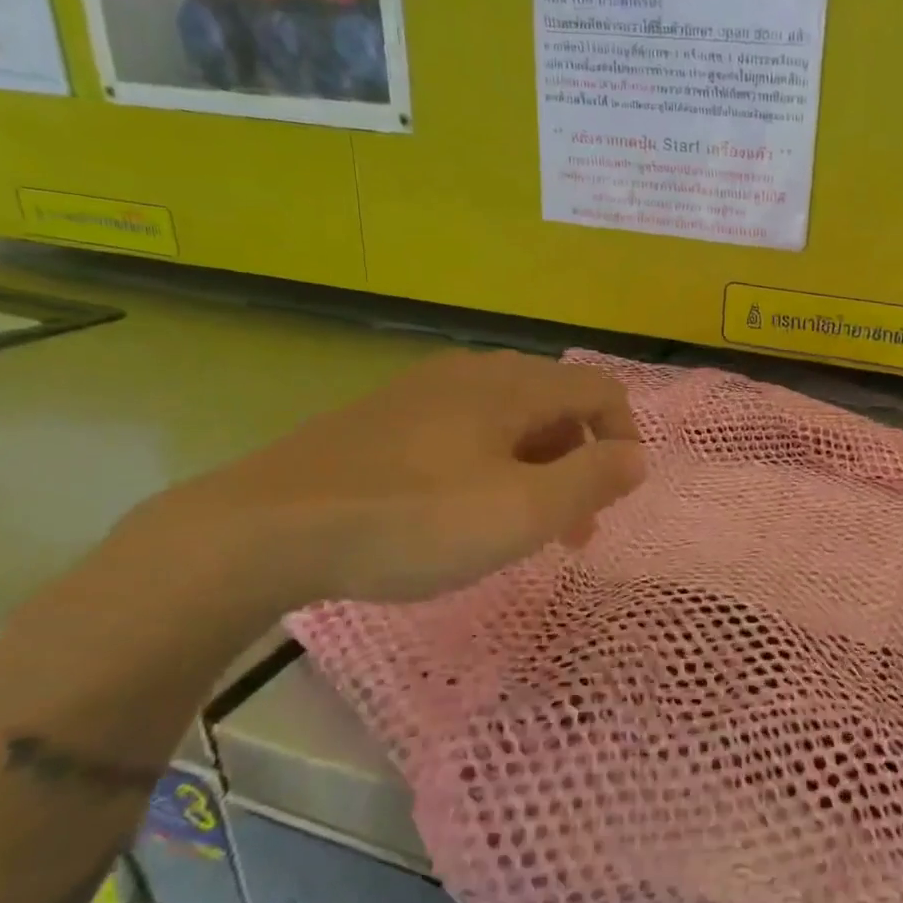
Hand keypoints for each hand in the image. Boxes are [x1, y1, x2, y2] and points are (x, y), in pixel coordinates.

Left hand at [137, 349, 645, 615]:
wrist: (265, 529)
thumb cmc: (413, 521)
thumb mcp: (522, 512)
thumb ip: (593, 480)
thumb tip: (636, 457)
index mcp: (512, 385)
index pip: (600, 388)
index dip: (625, 436)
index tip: (616, 495)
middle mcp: (473, 373)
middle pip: (556, 404)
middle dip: (580, 463)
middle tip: (574, 529)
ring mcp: (423, 391)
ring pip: (510, 420)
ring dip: (537, 468)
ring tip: (522, 528)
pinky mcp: (386, 418)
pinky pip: (466, 431)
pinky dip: (491, 465)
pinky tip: (462, 511)